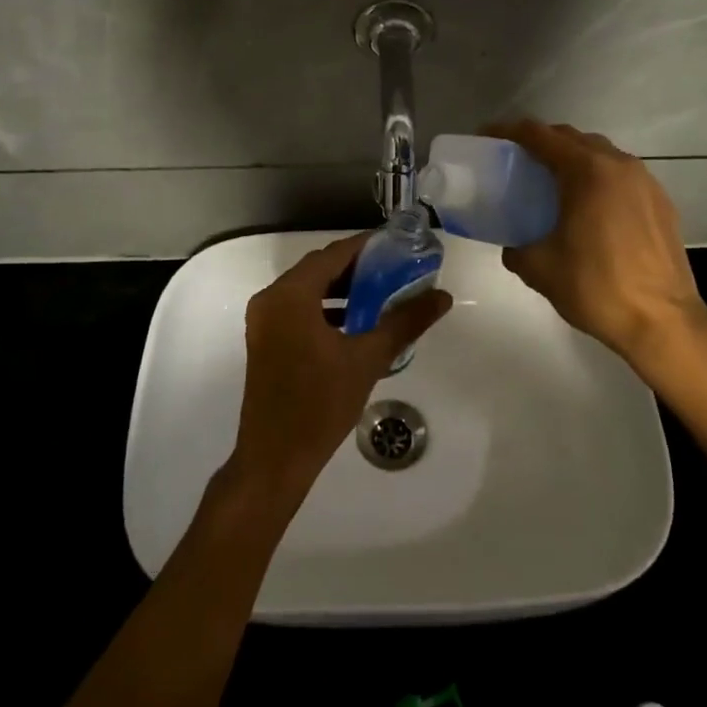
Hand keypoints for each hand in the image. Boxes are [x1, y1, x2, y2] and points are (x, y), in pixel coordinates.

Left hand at [224, 233, 451, 517]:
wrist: (275, 459)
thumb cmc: (320, 405)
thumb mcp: (367, 359)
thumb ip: (405, 322)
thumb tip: (442, 297)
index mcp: (290, 295)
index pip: (333, 254)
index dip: (367, 247)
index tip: (400, 246)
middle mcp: (271, 299)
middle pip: (319, 269)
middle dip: (357, 268)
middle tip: (397, 269)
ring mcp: (264, 321)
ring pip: (308, 290)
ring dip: (342, 289)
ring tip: (383, 293)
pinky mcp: (266, 341)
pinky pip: (299, 309)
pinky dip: (326, 308)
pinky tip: (356, 322)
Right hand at [485, 121, 706, 380]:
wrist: (664, 322)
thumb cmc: (597, 288)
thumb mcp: (540, 269)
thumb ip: (516, 248)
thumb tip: (514, 245)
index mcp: (586, 171)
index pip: (539, 135)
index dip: (508, 132)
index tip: (487, 137)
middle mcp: (618, 165)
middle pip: (571, 138)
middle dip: (541, 142)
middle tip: (515, 161)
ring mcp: (645, 182)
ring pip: (600, 154)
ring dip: (572, 159)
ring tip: (551, 183)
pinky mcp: (661, 202)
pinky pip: (621, 176)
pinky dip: (597, 179)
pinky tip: (588, 208)